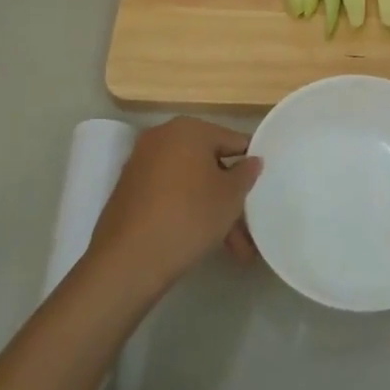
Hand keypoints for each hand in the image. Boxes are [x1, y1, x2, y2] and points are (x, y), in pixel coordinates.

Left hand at [88, 117, 261, 294]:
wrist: (128, 260)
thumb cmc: (189, 216)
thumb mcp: (230, 196)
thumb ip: (246, 173)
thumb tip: (252, 160)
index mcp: (189, 128)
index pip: (233, 141)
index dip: (251, 165)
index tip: (262, 190)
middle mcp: (163, 137)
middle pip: (210, 164)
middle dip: (230, 197)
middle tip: (248, 229)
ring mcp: (142, 163)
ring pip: (190, 183)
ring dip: (212, 211)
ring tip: (233, 250)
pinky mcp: (129, 190)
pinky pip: (169, 195)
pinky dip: (187, 212)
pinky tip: (203, 242)